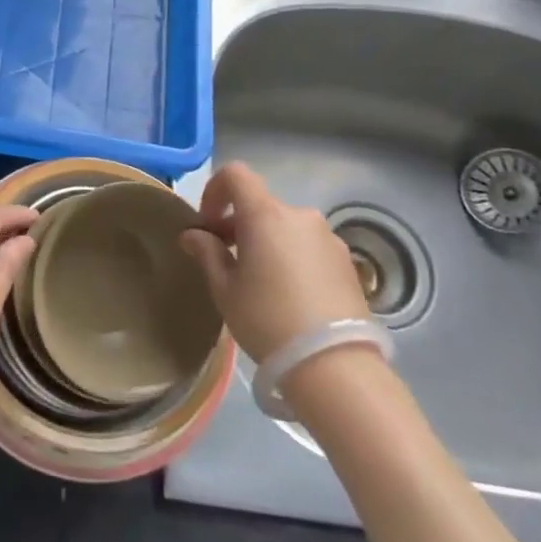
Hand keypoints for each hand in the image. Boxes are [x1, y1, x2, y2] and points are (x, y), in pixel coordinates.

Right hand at [180, 162, 370, 362]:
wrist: (335, 366)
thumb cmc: (268, 321)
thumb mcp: (225, 290)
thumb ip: (207, 254)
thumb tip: (193, 235)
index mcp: (265, 214)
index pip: (236, 175)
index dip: (215, 190)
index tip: (207, 223)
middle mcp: (300, 215)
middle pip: (261, 204)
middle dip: (240, 224)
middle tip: (228, 259)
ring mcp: (328, 237)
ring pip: (287, 227)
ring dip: (268, 241)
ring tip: (262, 282)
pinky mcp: (347, 262)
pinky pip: (309, 246)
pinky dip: (293, 256)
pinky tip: (291, 295)